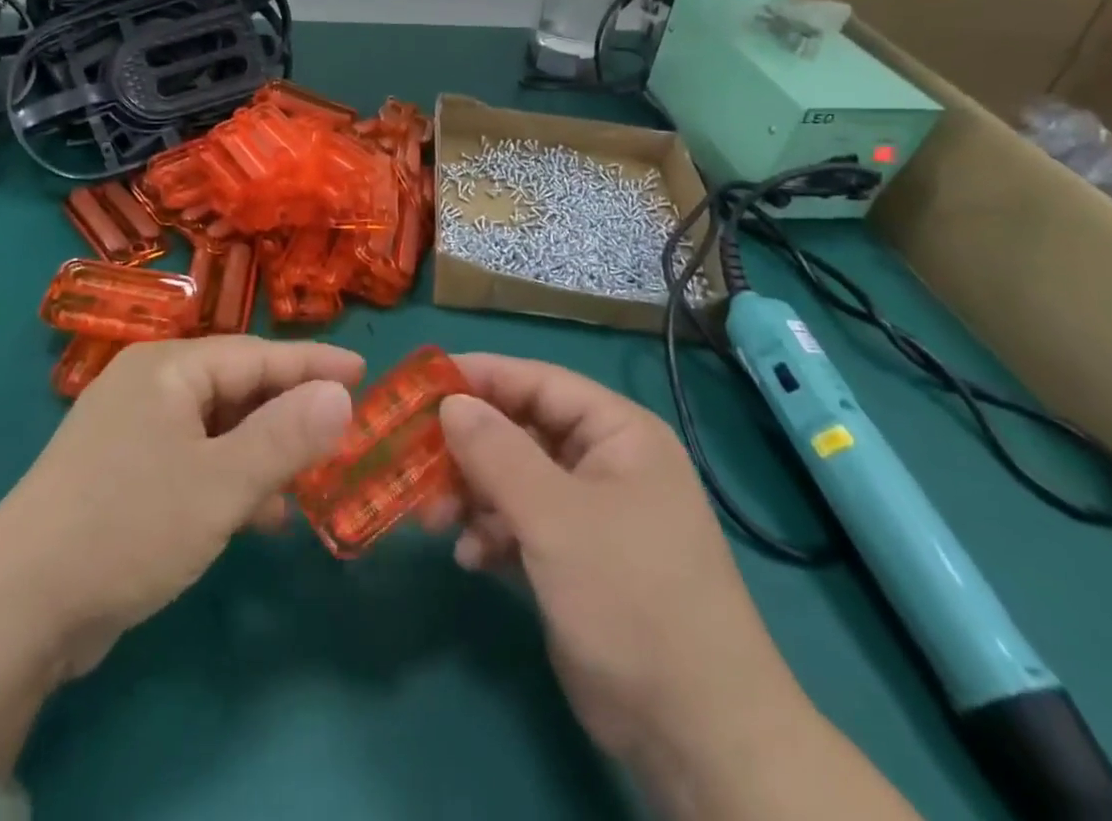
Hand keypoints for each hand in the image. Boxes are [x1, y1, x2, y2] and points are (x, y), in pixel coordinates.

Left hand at [0, 335, 361, 677]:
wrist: (14, 610)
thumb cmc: (128, 527)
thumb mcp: (219, 484)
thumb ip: (285, 437)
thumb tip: (340, 395)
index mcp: (167, 368)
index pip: (256, 354)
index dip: (313, 364)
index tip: (362, 371)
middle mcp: (148, 386)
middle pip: (236, 387)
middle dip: (289, 412)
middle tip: (342, 429)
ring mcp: (130, 431)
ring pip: (216, 427)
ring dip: (262, 451)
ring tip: (309, 479)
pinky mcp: (121, 474)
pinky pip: (193, 460)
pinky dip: (229, 478)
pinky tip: (258, 514)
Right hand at [437, 356, 812, 791]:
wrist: (696, 735)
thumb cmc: (631, 598)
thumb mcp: (556, 517)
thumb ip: (497, 452)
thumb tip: (450, 402)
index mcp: (618, 433)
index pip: (539, 381)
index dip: (481, 377)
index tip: (422, 384)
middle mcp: (604, 463)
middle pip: (521, 431)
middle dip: (469, 448)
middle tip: (415, 460)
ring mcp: (590, 514)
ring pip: (514, 479)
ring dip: (472, 495)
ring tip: (434, 520)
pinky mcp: (576, 560)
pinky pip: (521, 524)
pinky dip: (492, 534)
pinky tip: (470, 559)